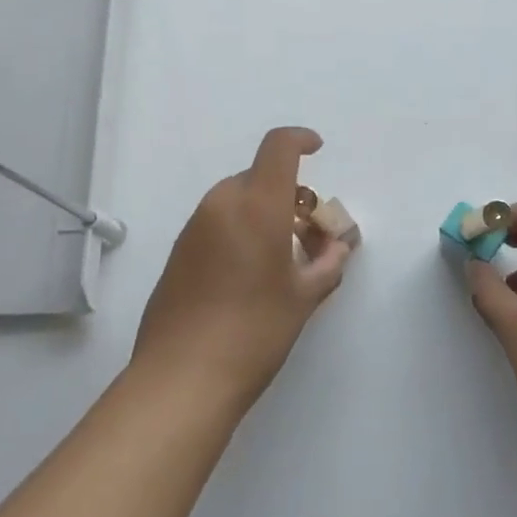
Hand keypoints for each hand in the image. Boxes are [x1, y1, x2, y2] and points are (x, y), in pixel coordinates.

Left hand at [133, 127, 352, 411]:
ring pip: (236, 201)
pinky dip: (240, 231)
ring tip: (284, 258)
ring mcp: (194, 229)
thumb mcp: (304, 297)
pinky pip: (217, 224)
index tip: (317, 149)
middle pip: (258, 177)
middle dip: (289, 193)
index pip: (278, 148)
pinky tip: (251, 275)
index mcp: (256, 205)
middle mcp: (221, 206)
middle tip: (309, 232)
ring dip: (264, 213)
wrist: (183, 377)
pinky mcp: (178, 253)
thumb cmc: (256, 331)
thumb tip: (337, 246)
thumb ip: (328, 262)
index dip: (300, 139)